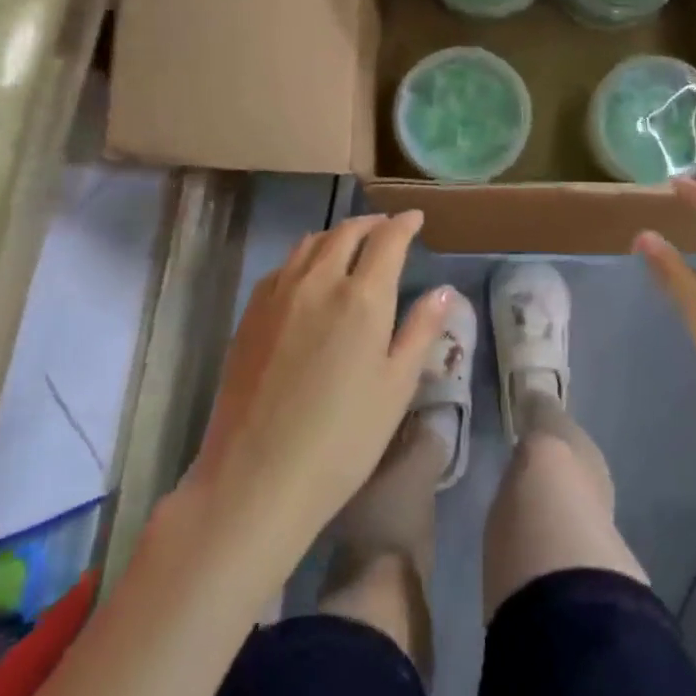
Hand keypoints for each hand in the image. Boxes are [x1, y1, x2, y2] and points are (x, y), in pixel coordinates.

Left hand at [185, 213, 451, 569]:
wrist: (256, 477)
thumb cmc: (343, 439)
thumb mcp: (396, 387)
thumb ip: (421, 331)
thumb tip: (445, 290)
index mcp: (362, 297)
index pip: (387, 240)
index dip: (404, 224)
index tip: (415, 218)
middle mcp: (319, 282)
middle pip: (346, 232)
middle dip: (371, 223)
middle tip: (386, 228)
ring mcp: (278, 295)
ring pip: (310, 243)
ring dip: (336, 234)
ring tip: (350, 243)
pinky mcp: (250, 313)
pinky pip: (283, 266)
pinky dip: (305, 256)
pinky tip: (308, 274)